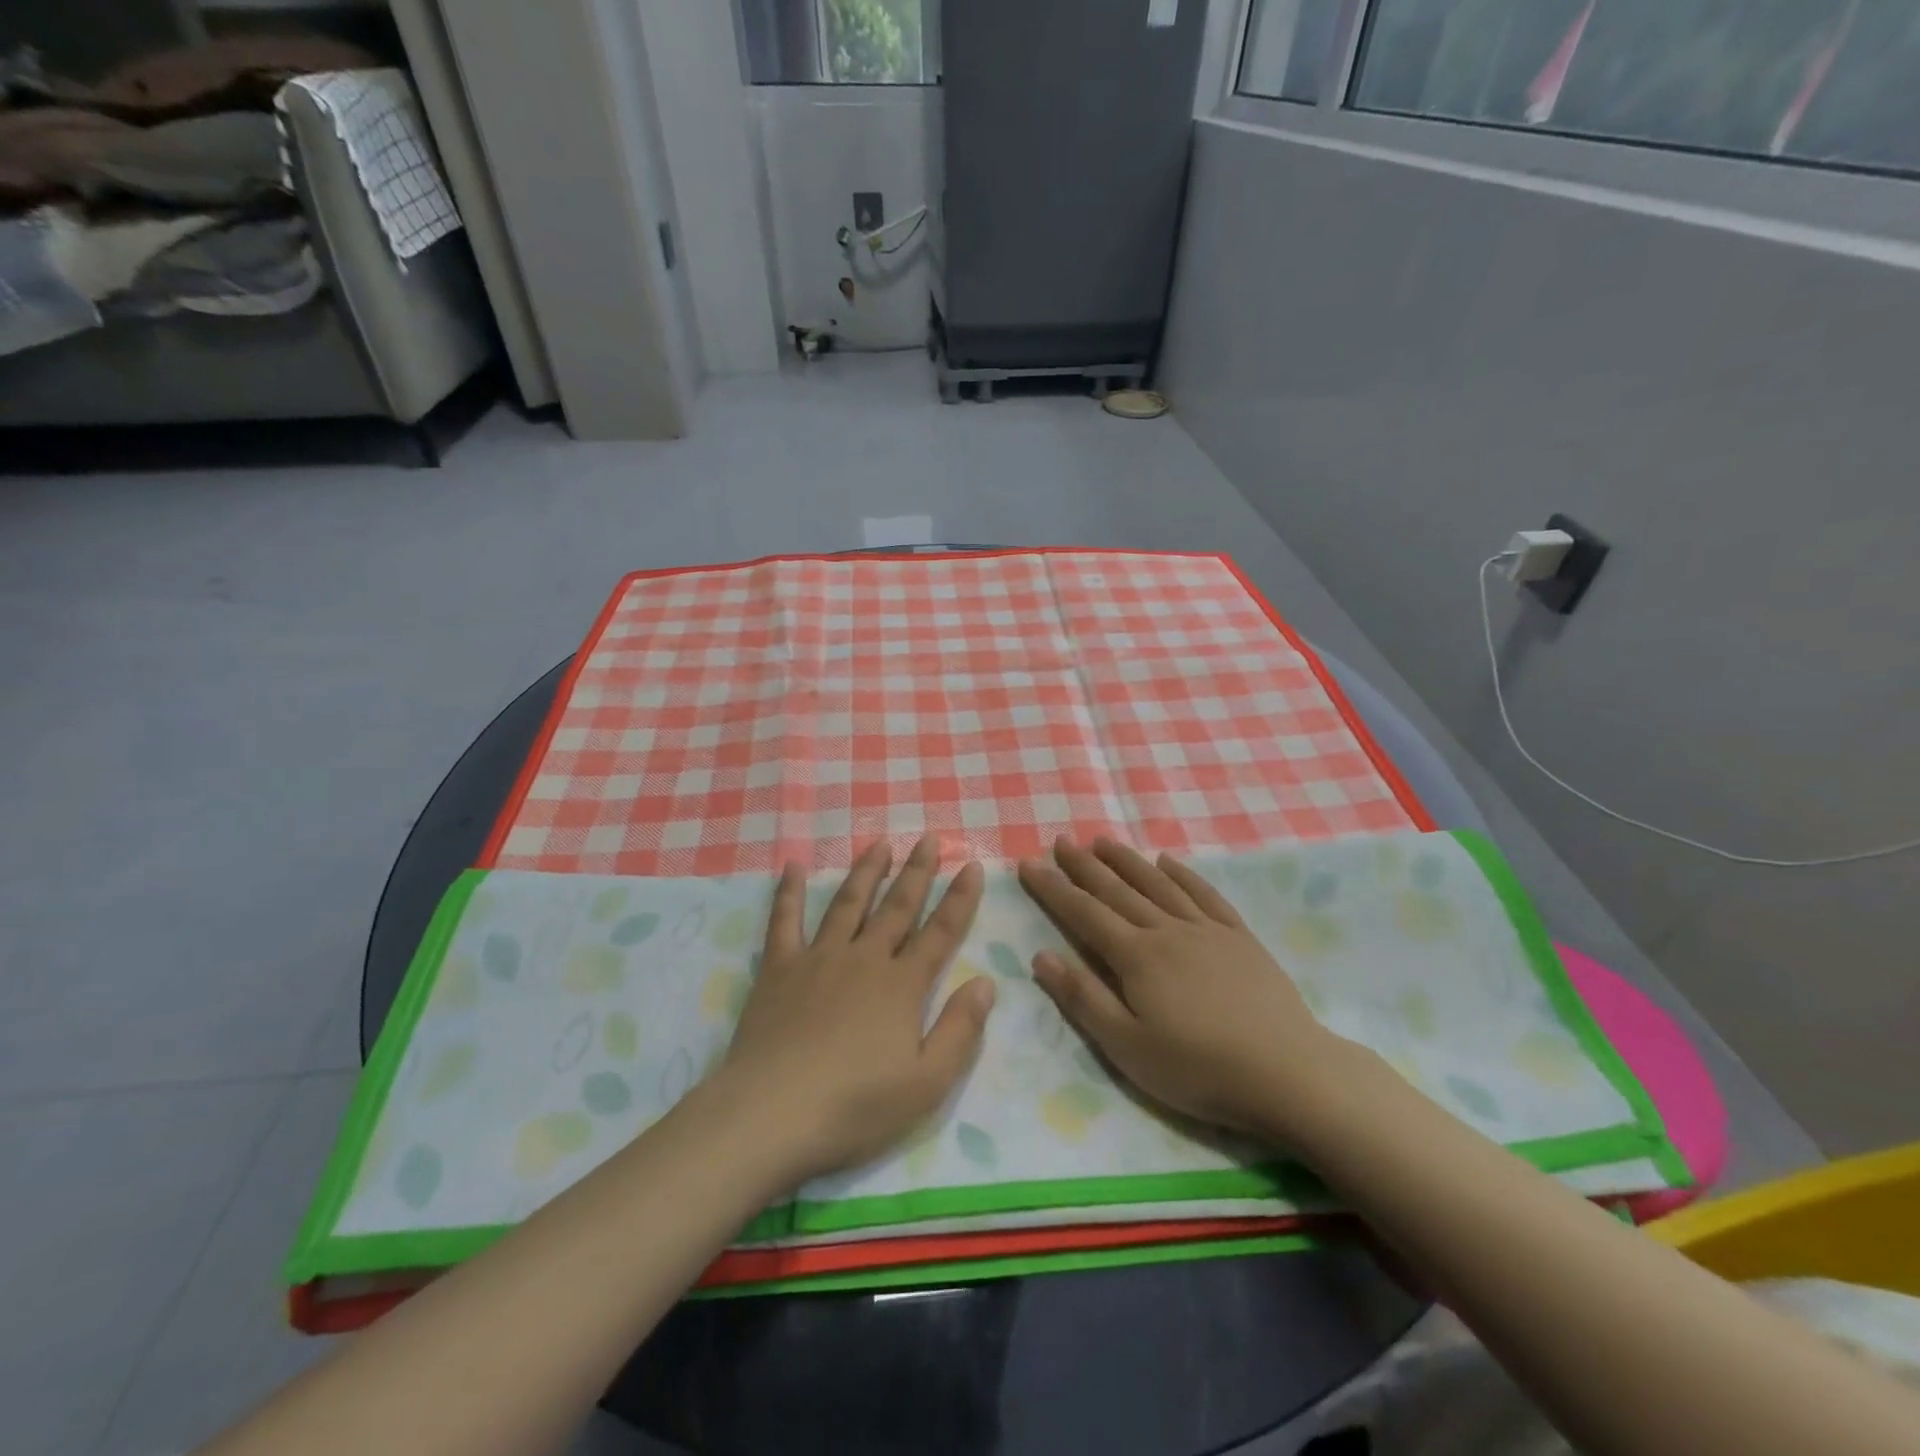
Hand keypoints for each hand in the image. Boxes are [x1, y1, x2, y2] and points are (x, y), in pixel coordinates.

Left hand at [718, 836, 995, 1185]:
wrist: (771, 1115)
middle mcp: (864, 959)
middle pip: (897, 906)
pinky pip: (784, 921)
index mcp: (902, 986)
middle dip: (917, 871)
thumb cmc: (855, 1106)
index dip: (960, 899)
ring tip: (879, 843)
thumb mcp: (926, 1083)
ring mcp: (819, 959)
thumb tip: (985, 981)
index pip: (940, 933)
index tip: (972, 865)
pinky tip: (791, 867)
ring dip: (866, 871)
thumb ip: (960, 1030)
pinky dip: (787, 892)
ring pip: (848, 904)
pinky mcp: (779, 969)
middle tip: (928, 837)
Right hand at [1018, 837, 1344, 1141]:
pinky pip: (1204, 894)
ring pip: (1158, 884)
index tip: (1029, 863)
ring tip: (1103, 841)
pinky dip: (1183, 874)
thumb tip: (1041, 955)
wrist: (1287, 1072)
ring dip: (1127, 860)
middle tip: (1061, 841)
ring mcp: (1206, 930)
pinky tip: (1168, 861)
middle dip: (1085, 865)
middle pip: (1117, 890)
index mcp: (1136, 956)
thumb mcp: (1127, 1047)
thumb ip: (1083, 998)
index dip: (1053, 888)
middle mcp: (1167, 930)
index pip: (1084, 913)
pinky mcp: (1238, 937)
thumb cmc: (1199, 1069)